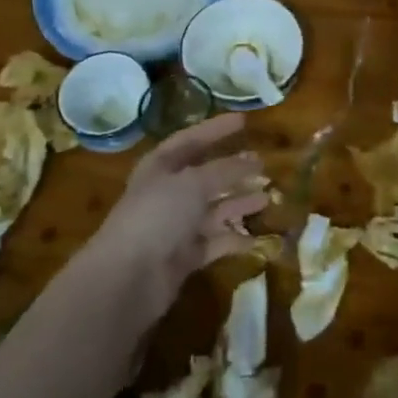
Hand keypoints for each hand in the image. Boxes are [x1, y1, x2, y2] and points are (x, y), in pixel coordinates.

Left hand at [86, 114, 267, 315]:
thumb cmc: (158, 215)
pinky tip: (258, 236)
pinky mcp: (185, 256)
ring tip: (268, 196)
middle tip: (263, 164)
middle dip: (234, 170)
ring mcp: (176, 226)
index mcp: (160, 166)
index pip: (191, 139)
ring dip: (239, 202)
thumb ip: (226, 170)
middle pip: (206, 176)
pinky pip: (216, 241)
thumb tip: (254, 160)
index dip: (216, 129)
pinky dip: (235, 238)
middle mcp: (167, 193)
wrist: (128, 277)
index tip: (244, 120)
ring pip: (214, 209)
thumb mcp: (193, 183)